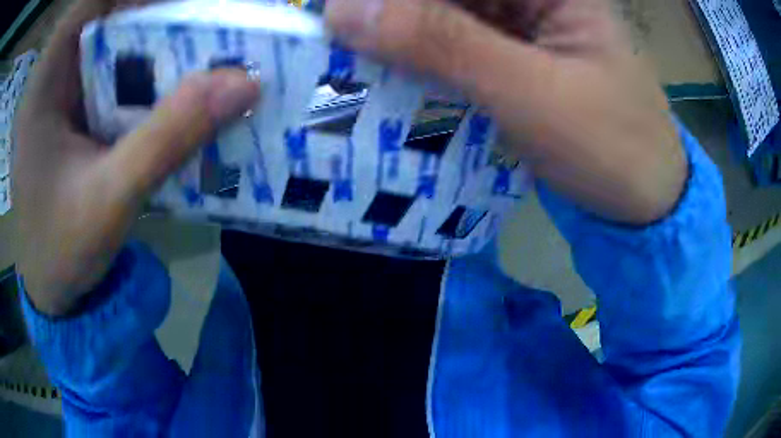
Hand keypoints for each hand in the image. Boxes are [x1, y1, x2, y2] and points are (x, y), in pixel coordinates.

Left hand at [14, 0, 258, 315]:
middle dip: (153, 14)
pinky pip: (116, 79)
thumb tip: (242, 84)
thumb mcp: (110, 201)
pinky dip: (149, 78)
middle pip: (106, 19)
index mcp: (42, 88)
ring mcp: (64, 99)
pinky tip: (177, 92)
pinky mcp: (77, 119)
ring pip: (114, 47)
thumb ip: (167, 139)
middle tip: (206, 23)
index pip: (87, 6)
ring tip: (202, 52)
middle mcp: (52, 81)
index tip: (177, 2)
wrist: (53, 294)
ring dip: (157, 46)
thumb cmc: (61, 253)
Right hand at [325, 0, 686, 224]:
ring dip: (396, 40)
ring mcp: (520, 24)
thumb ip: (441, 43)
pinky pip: (451, 46)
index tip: (338, 19)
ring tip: (352, 68)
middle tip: (337, 48)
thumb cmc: (613, 148)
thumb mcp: (533, 93)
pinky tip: (391, 82)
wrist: (644, 200)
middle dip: (389, 16)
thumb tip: (343, 11)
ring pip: (440, 16)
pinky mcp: (512, 56)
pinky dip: (418, 62)